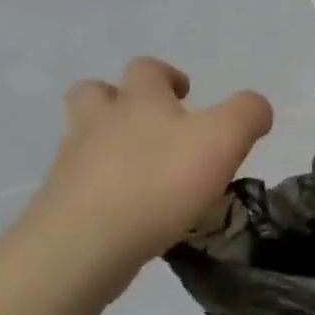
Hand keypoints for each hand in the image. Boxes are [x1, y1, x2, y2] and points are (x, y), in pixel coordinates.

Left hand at [4, 57, 272, 296]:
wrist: (83, 246)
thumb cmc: (159, 182)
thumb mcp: (223, 138)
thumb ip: (247, 113)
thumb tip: (256, 107)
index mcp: (138, 100)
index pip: (146, 68)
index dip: (167, 75)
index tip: (186, 96)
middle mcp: (98, 123)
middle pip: (94, 93)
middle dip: (117, 100)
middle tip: (149, 125)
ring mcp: (71, 165)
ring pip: (82, 141)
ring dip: (106, 147)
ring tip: (140, 174)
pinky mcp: (58, 206)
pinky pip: (78, 187)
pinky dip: (100, 192)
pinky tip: (125, 215)